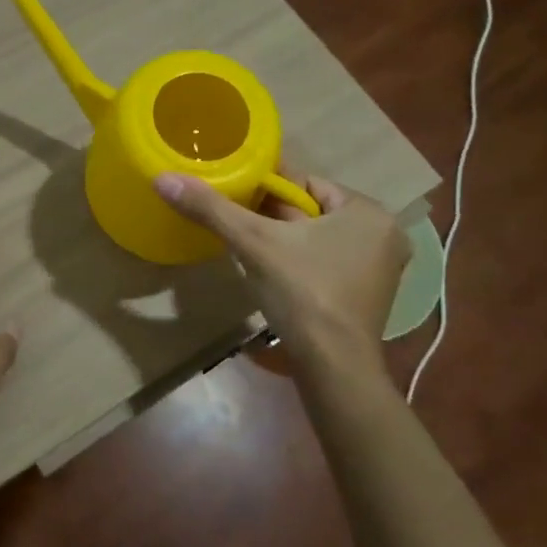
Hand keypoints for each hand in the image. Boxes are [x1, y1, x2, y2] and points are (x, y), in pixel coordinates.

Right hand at [155, 172, 410, 348]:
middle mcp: (383, 234)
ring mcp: (379, 268)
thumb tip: (163, 178)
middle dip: (273, 216)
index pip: (306, 183)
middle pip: (311, 211)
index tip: (233, 192)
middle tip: (233, 219)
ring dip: (283, 240)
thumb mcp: (253, 243)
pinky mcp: (366, 296)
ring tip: (245, 243)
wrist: (333, 368)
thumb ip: (211, 208)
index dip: (266, 187)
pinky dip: (299, 262)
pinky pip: (325, 262)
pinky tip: (270, 271)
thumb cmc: (302, 293)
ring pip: (317, 238)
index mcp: (367, 211)